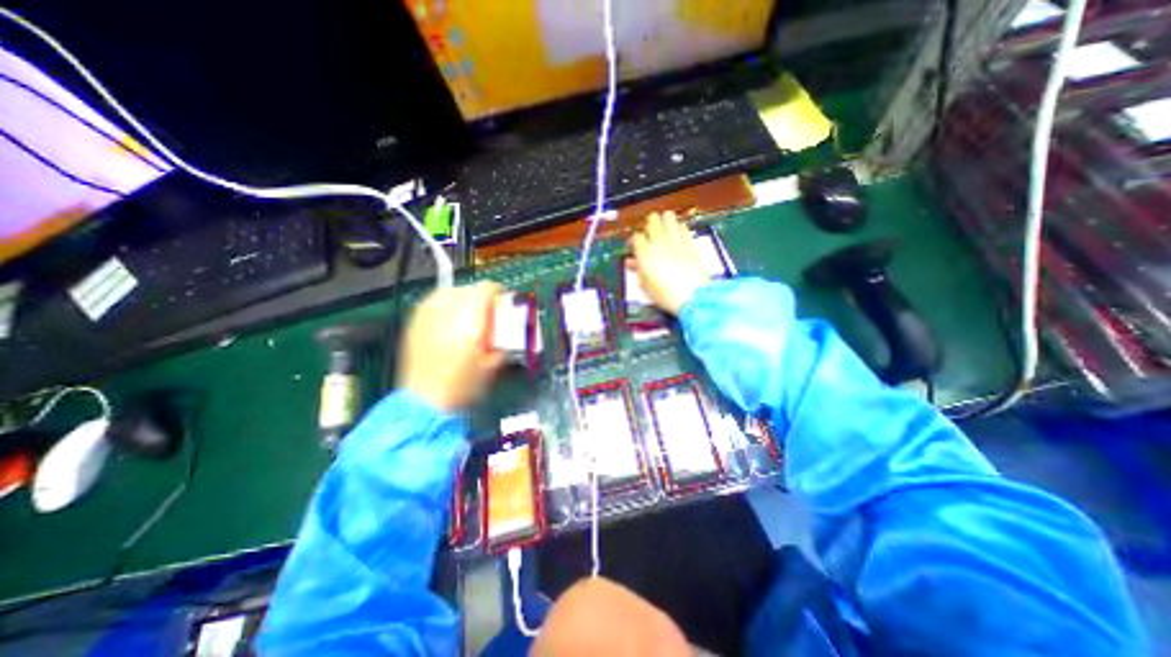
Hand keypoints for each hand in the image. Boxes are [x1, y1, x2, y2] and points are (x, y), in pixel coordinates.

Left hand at [397, 281, 503, 408]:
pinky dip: (444, 305)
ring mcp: (427, 316)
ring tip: (467, 313)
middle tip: (486, 312)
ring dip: (461, 298)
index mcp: (470, 320)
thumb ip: (504, 337)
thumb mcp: (494, 361)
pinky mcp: (415, 323)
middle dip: (480, 297)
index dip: (498, 293)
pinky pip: (432, 302)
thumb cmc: (464, 386)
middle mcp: (447, 312)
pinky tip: (449, 320)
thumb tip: (508, 322)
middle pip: (468, 288)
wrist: (426, 402)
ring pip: (448, 291)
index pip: (486, 289)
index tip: (502, 302)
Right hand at [627, 212, 707, 313]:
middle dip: (649, 225)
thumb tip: (632, 263)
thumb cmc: (665, 294)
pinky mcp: (690, 243)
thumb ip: (638, 271)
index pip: (636, 237)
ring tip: (664, 225)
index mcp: (645, 253)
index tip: (634, 247)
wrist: (692, 296)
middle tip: (649, 232)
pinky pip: (683, 227)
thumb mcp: (646, 286)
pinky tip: (678, 231)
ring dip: (664, 220)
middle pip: (652, 220)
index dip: (634, 241)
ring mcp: (676, 240)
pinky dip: (679, 227)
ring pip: (669, 218)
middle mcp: (659, 242)